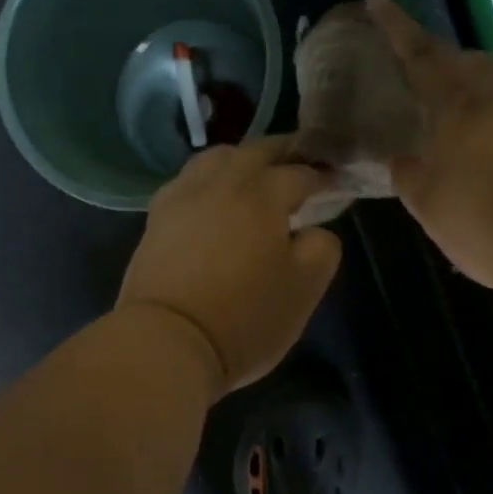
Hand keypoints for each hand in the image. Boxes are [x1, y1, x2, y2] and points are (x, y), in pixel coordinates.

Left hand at [117, 137, 343, 395]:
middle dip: (283, 153)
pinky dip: (209, 180)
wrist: (166, 342)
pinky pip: (188, 182)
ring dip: (242, 160)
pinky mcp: (156, 219)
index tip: (336, 183)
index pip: (300, 173)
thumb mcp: (305, 288)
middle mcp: (220, 183)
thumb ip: (321, 248)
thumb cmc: (245, 317)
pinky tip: (213, 199)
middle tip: (302, 164)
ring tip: (255, 176)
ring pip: (216, 159)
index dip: (323, 177)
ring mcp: (182, 197)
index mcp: (262, 193)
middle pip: (255, 151)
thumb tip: (313, 232)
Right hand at [366, 0, 492, 296]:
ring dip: (474, 97)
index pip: (420, 57)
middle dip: (442, 58)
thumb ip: (411, 177)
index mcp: (458, 109)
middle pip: (467, 62)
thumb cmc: (487, 222)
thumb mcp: (431, 207)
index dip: (397, 28)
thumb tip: (402, 159)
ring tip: (458, 130)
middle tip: (422, 71)